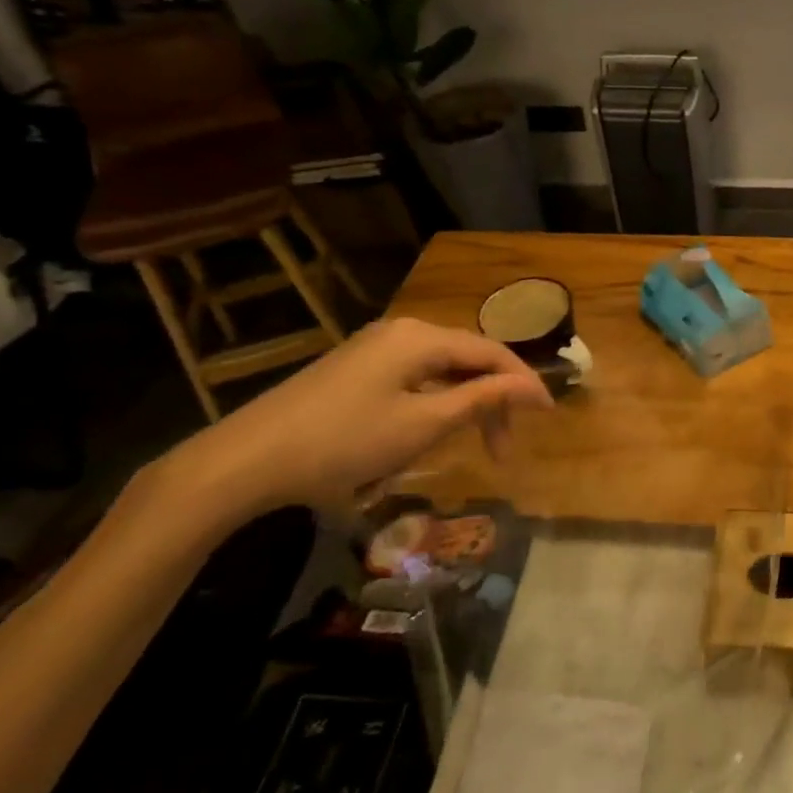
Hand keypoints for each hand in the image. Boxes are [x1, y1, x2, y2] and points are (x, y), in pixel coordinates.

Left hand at [133, 317, 551, 531]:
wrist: (245, 460)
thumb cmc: (344, 442)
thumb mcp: (423, 424)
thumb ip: (483, 400)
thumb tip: (536, 389)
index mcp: (421, 337)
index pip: (492, 352)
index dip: (524, 382)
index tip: (548, 415)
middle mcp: (402, 331)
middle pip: (467, 359)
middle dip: (492, 400)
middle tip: (502, 448)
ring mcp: (374, 348)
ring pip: (441, 370)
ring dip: (464, 405)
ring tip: (473, 444)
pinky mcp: (355, 369)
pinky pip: (414, 378)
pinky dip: (435, 403)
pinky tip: (431, 431)